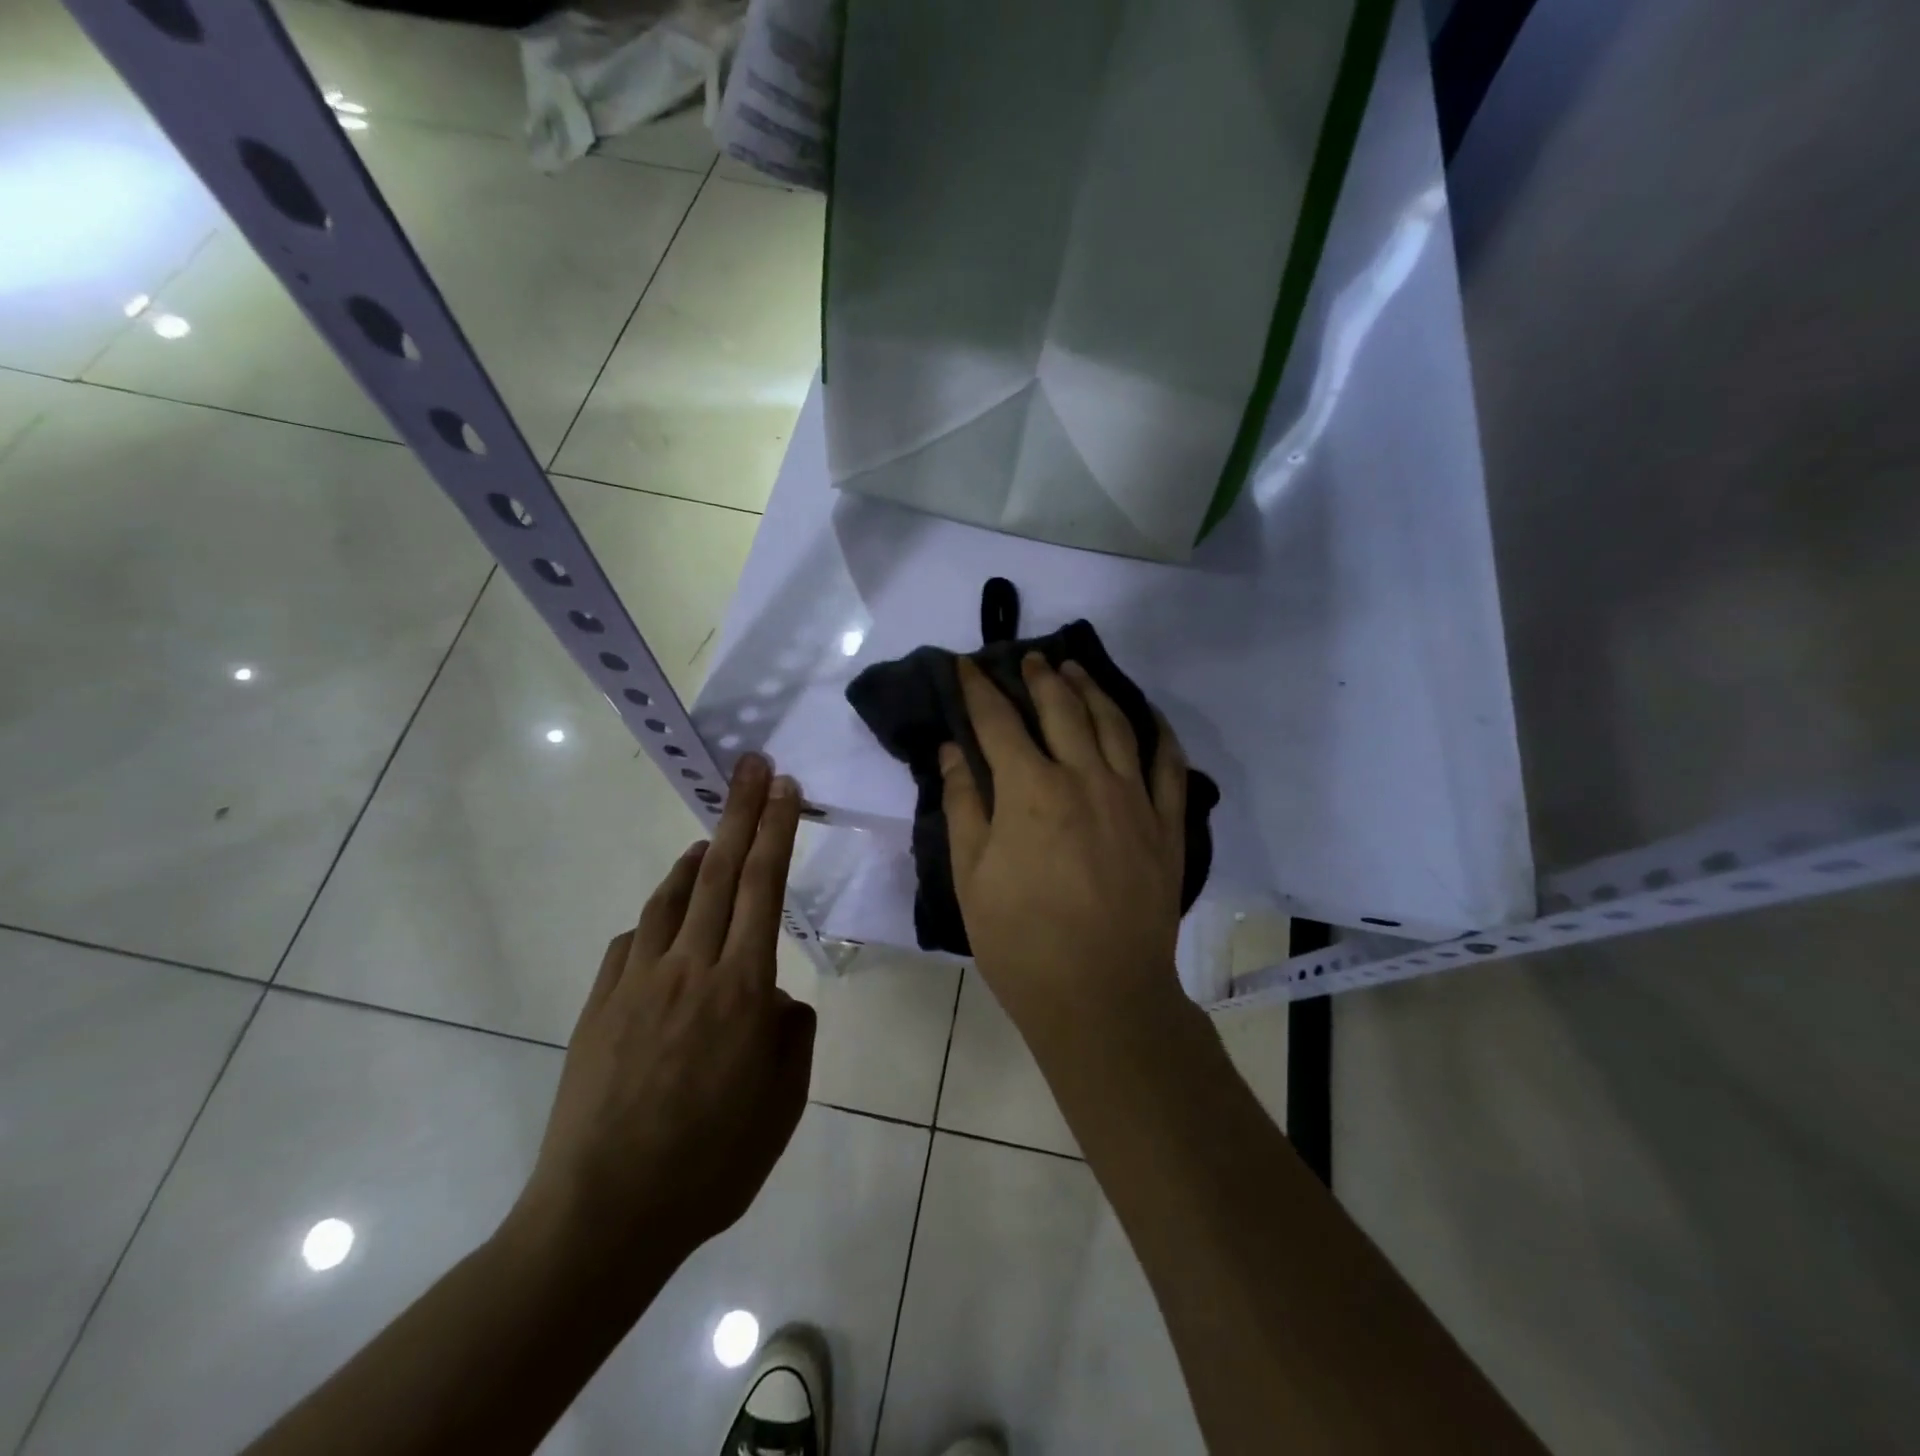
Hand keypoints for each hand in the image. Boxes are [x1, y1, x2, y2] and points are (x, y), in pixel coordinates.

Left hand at [510, 754, 814, 1275]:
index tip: (783, 788)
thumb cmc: (712, 1163)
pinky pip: (632, 943)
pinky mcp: (600, 1006)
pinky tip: (663, 925)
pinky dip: (655, 919)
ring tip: (707, 840)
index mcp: (742, 989)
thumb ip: (791, 1036)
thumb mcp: (783, 1104)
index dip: (775, 830)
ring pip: (670, 899)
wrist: (604, 1215)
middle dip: (740, 812)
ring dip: (693, 860)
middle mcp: (690, 969)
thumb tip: (777, 998)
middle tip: (751, 766)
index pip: (764, 888)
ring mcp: (636, 983)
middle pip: (719, 872)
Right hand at [940, 654, 1188, 1035]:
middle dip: (1040, 678)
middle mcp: (1085, 778)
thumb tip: (952, 751)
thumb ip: (962, 805)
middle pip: (1061, 709)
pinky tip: (1146, 715)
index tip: (966, 665)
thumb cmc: (1021, 942)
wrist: (1101, 995)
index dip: (979, 690)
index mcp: (1030, 791)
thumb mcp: (971, 876)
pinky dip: (1158, 732)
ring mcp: (1133, 798)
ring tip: (1076, 670)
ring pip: (1114, 724)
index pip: (999, 723)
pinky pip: (1168, 764)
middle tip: (1029, 659)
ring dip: (1092, 690)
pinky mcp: (1167, 824)